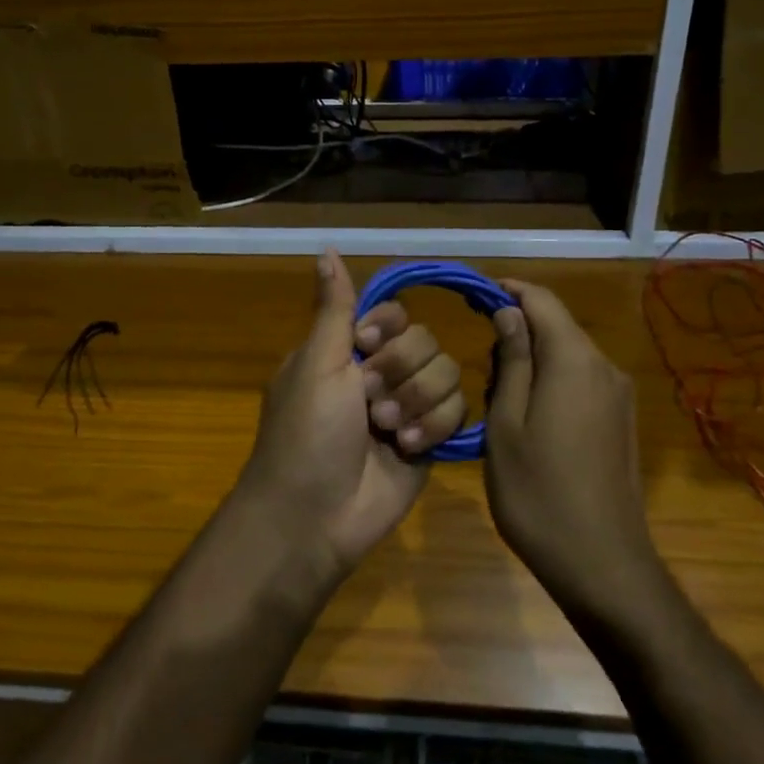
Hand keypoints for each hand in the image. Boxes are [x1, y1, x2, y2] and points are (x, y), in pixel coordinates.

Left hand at [234, 251, 466, 577]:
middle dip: (398, 372)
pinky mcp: (430, 438)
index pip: (393, 313)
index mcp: (349, 350)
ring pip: (446, 373)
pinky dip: (432, 426)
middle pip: (425, 341)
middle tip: (367, 403)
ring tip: (386, 431)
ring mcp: (408, 406)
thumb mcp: (316, 363)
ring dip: (415, 402)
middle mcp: (381, 372)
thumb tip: (325, 248)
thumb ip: (335, 308)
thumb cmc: (306, 432)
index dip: (387, 327)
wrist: (315, 515)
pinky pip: (457, 410)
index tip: (364, 346)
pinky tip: (407, 447)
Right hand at [486, 280, 658, 615]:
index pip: (541, 300)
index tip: (473, 298)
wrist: (603, 565)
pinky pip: (583, 382)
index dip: (507, 291)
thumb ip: (510, 362)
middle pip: (557, 327)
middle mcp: (604, 367)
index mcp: (574, 360)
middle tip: (482, 372)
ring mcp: (620, 396)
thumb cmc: (538, 493)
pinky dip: (554, 383)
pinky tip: (532, 423)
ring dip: (534, 362)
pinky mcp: (624, 422)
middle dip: (517, 333)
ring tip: (501, 403)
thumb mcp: (506, 424)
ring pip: (569, 356)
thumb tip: (509, 313)